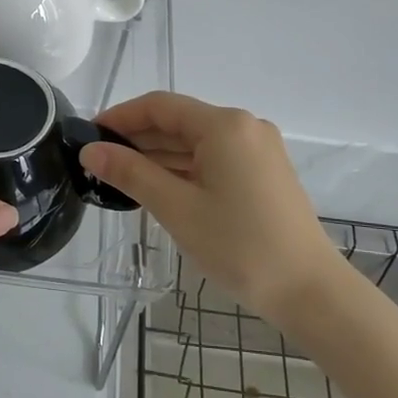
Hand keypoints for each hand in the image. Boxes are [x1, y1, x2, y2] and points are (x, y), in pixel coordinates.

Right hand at [80, 92, 341, 323]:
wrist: (310, 291)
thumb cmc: (240, 246)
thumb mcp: (177, 208)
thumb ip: (131, 173)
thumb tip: (90, 150)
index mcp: (225, 125)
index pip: (160, 106)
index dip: (120, 117)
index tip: (88, 135)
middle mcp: (244, 127)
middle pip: (178, 121)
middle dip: (136, 138)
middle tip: (97, 162)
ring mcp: (257, 151)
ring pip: (195, 143)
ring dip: (157, 156)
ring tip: (119, 178)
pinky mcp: (263, 174)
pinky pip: (212, 159)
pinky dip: (182, 169)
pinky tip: (157, 187)